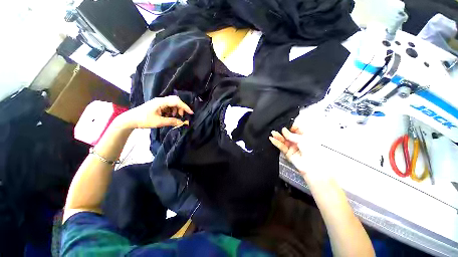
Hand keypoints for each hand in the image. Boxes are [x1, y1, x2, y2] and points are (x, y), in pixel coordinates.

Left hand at [118, 96, 193, 128]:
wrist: (130, 119)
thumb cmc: (143, 120)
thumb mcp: (159, 122)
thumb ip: (172, 121)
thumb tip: (182, 122)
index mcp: (161, 102)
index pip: (177, 101)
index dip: (185, 107)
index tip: (191, 113)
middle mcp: (161, 100)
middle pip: (175, 100)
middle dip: (181, 108)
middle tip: (181, 115)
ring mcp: (159, 103)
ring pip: (172, 104)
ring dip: (176, 110)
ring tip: (175, 117)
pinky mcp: (157, 106)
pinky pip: (168, 107)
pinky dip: (171, 111)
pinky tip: (170, 116)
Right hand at [269, 125, 330, 181]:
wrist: (313, 166)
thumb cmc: (312, 151)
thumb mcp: (302, 139)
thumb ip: (291, 135)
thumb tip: (284, 130)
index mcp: (305, 137)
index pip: (296, 130)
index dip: (291, 128)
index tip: (287, 126)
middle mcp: (298, 142)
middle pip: (288, 136)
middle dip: (283, 132)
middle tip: (277, 130)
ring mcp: (293, 148)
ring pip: (284, 141)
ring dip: (278, 137)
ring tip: (273, 134)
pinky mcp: (288, 153)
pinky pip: (282, 147)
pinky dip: (277, 143)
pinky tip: (273, 139)